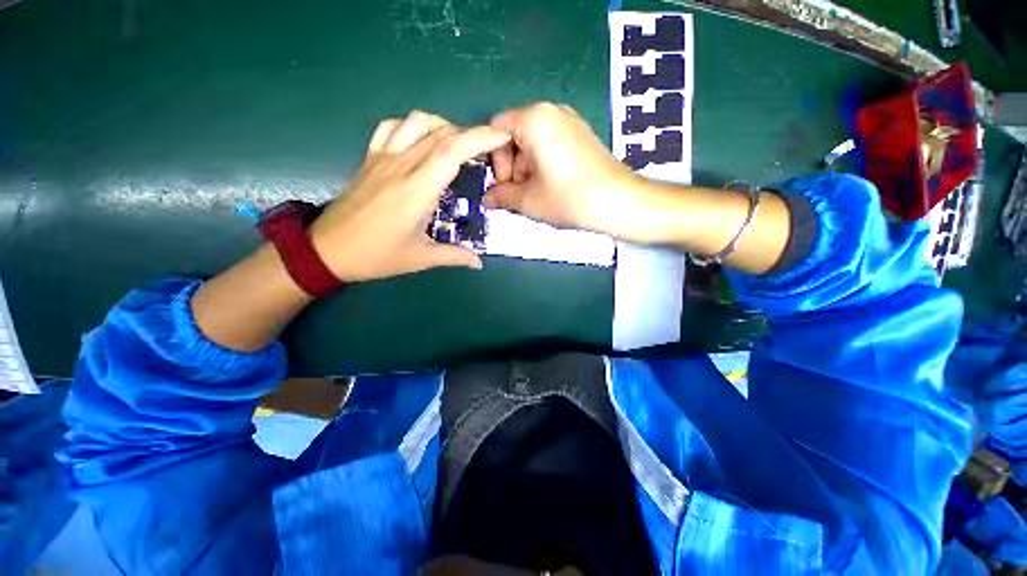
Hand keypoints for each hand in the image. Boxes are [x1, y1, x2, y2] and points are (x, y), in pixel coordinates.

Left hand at [309, 111, 510, 282]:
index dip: (480, 138)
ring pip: (416, 122)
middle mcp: (401, 165)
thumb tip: (479, 262)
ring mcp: (382, 157)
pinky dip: (413, 126)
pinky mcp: (370, 158)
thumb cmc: (377, 255)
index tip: (501, 137)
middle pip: (441, 134)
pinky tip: (421, 141)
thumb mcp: (421, 258)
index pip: (452, 151)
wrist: (327, 250)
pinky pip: (391, 127)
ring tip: (457, 145)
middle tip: (487, 151)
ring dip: (443, 126)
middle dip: (471, 135)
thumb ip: (455, 256)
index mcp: (417, 190)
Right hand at [485, 102, 642, 237]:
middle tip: (519, 194)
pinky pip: (551, 146)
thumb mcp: (528, 200)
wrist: (619, 202)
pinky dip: (544, 166)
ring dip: (527, 171)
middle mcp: (552, 112)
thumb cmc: (568, 198)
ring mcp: (571, 122)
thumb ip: (501, 196)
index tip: (501, 185)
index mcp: (534, 119)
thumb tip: (486, 199)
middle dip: (511, 168)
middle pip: (516, 136)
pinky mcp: (582, 136)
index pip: (496, 129)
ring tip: (538, 195)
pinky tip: (553, 188)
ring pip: (533, 144)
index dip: (493, 159)